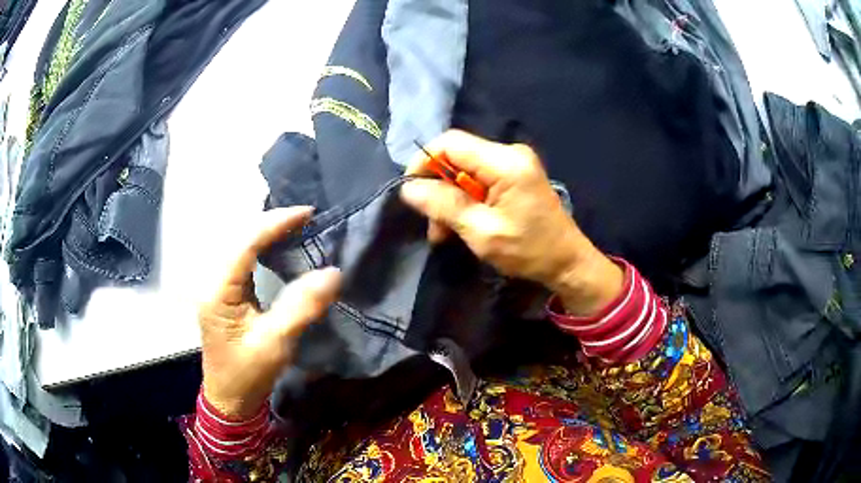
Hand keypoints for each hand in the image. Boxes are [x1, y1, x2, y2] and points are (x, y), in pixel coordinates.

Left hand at [198, 206, 340, 419]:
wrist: (229, 399)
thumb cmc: (248, 374)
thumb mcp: (276, 343)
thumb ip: (301, 307)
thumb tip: (333, 273)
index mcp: (219, 289)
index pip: (245, 242)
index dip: (275, 223)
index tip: (307, 213)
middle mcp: (213, 281)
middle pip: (239, 237)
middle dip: (271, 222)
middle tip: (305, 218)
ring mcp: (216, 286)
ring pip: (239, 245)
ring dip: (266, 231)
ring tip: (296, 225)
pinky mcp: (224, 293)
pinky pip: (241, 258)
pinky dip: (261, 246)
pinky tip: (277, 246)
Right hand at [400, 130, 622, 315]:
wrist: (568, 262)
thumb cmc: (529, 251)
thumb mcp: (482, 232)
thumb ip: (444, 205)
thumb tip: (409, 188)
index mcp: (505, 162)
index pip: (450, 143)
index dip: (424, 162)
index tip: (412, 192)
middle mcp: (510, 153)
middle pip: (457, 156)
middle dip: (438, 188)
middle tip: (433, 225)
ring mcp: (514, 163)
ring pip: (465, 169)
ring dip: (450, 198)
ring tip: (445, 233)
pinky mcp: (516, 175)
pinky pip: (479, 178)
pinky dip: (466, 199)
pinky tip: (463, 224)